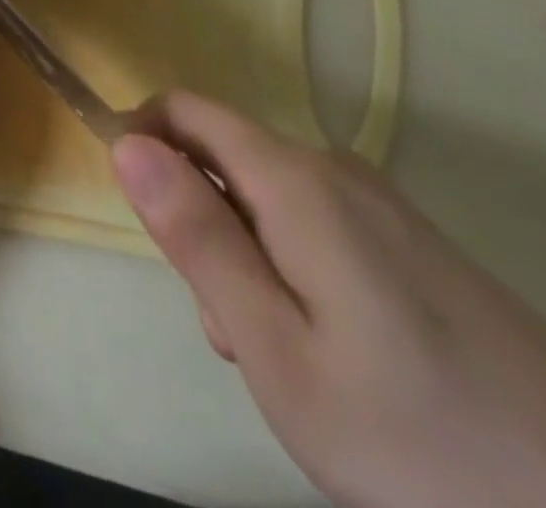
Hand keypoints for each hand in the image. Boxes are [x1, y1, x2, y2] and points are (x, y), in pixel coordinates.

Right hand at [112, 92, 545, 507]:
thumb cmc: (419, 433)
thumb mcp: (275, 348)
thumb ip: (195, 236)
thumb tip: (126, 146)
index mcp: (291, 180)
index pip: (185, 112)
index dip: (141, 139)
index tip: (139, 215)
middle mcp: (330, 169)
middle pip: (224, 161)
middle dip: (200, 226)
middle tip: (233, 332)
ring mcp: (378, 204)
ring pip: (267, 201)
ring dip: (246, 259)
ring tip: (289, 361)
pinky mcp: (410, 241)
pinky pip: (315, 227)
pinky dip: (293, 272)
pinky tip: (338, 357)